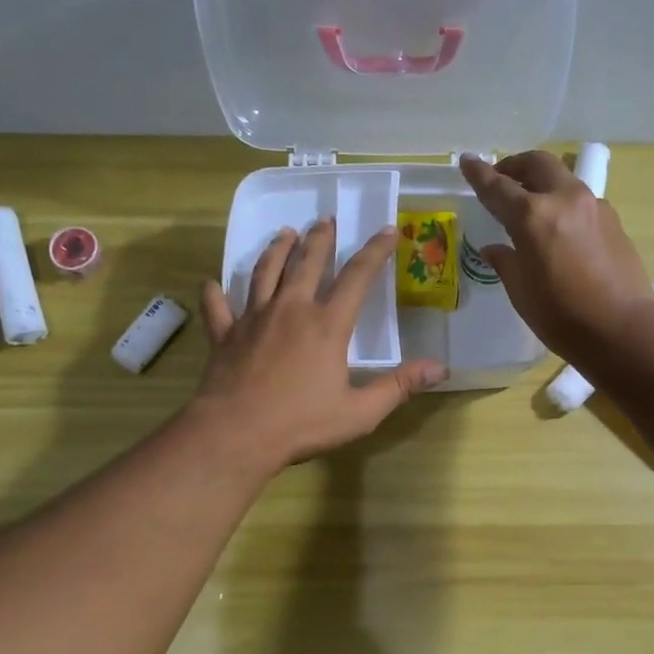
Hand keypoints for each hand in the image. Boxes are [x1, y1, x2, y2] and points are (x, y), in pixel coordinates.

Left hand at [196, 219, 445, 469]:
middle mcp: (291, 310)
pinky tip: (212, 283)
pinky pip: (218, 307)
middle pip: (307, 264)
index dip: (375, 251)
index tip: (387, 230)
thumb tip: (441, 369)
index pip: (357, 277)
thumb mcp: (360, 412)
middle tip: (325, 220)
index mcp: (327, 325)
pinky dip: (215, 293)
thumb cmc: (301, 423)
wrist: (235, 433)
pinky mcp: (225, 335)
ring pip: (265, 273)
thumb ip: (399, 386)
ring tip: (284, 234)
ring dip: (276, 251)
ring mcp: (253, 319)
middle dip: (320, 239)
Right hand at [459, 151, 653, 362]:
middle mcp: (564, 199)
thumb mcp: (522, 292)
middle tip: (502, 179)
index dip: (479, 174)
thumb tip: (494, 249)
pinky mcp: (613, 221)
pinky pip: (580, 200)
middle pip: (537, 164)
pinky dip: (562, 202)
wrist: (623, 330)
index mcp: (533, 216)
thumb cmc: (562, 316)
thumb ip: (506, 262)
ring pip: (562, 178)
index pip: (498, 187)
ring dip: (542, 182)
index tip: (467, 161)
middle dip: (515, 165)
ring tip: (530, 204)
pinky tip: (559, 228)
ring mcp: (594, 207)